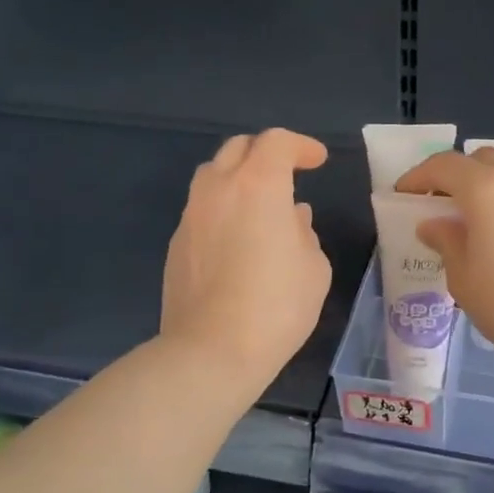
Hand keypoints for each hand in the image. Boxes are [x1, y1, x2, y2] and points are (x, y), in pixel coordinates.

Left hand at [160, 129, 331, 397]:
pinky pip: (201, 210)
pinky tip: (236, 238)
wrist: (212, 350)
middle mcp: (219, 189)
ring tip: (257, 203)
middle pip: (237, 148)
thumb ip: (304, 233)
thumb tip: (292, 218)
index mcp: (259, 185)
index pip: (277, 142)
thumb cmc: (276, 306)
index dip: (300, 145)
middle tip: (287, 172)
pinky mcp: (176, 244)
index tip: (317, 161)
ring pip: (212, 175)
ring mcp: (191, 216)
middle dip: (265, 152)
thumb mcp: (313, 269)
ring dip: (237, 177)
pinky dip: (222, 209)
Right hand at [394, 146, 493, 371]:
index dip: (420, 176)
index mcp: (486, 189)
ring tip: (492, 208)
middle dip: (460, 175)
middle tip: (448, 204)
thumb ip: (446, 243)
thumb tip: (434, 224)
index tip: (406, 193)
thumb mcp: (464, 279)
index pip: (444, 166)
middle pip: (484, 158)